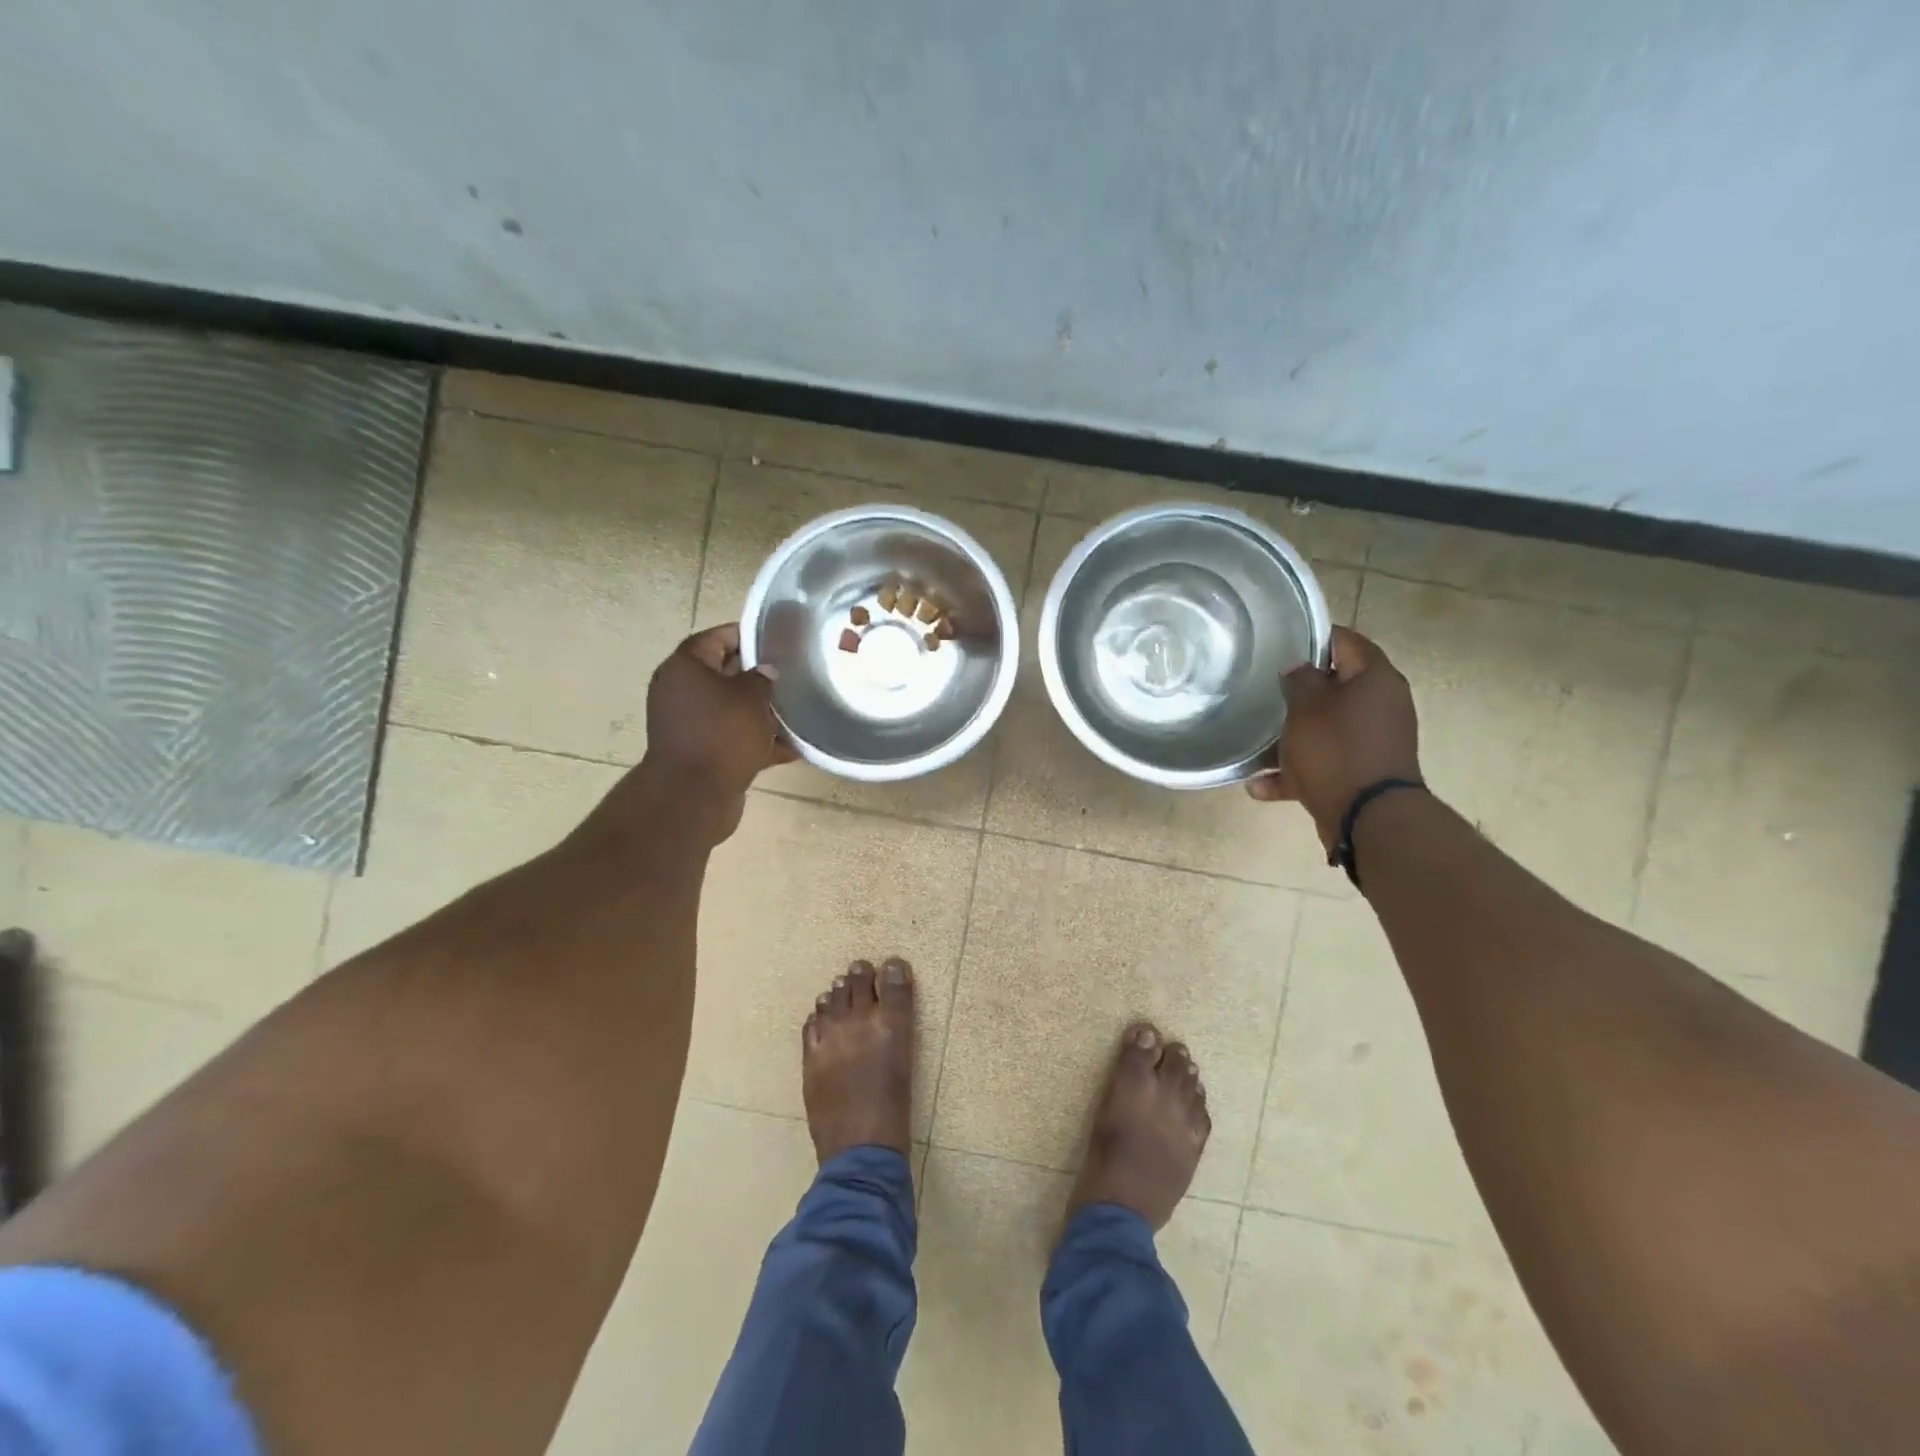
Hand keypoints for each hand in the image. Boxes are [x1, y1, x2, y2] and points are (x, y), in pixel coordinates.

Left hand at [633, 624, 794, 841]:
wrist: (694, 796)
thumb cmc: (722, 735)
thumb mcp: (751, 698)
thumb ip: (763, 677)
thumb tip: (766, 671)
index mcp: (685, 667)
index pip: (717, 638)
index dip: (748, 636)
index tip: (778, 640)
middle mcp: (681, 691)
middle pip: (724, 673)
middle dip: (758, 675)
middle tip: (792, 674)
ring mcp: (688, 723)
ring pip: (730, 708)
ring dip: (759, 711)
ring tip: (795, 710)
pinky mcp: (699, 751)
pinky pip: (731, 737)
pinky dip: (755, 740)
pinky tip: (790, 747)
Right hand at [1247, 626, 1421, 851]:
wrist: (1367, 817)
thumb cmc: (1335, 749)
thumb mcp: (1306, 706)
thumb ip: (1300, 680)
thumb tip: (1298, 669)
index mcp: (1376, 679)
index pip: (1346, 641)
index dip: (1313, 636)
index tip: (1281, 641)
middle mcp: (1382, 706)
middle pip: (1336, 687)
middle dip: (1299, 691)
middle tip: (1264, 689)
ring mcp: (1373, 742)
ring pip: (1326, 728)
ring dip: (1292, 736)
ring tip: (1257, 742)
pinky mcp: (1362, 773)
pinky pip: (1323, 764)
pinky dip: (1295, 771)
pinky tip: (1260, 785)